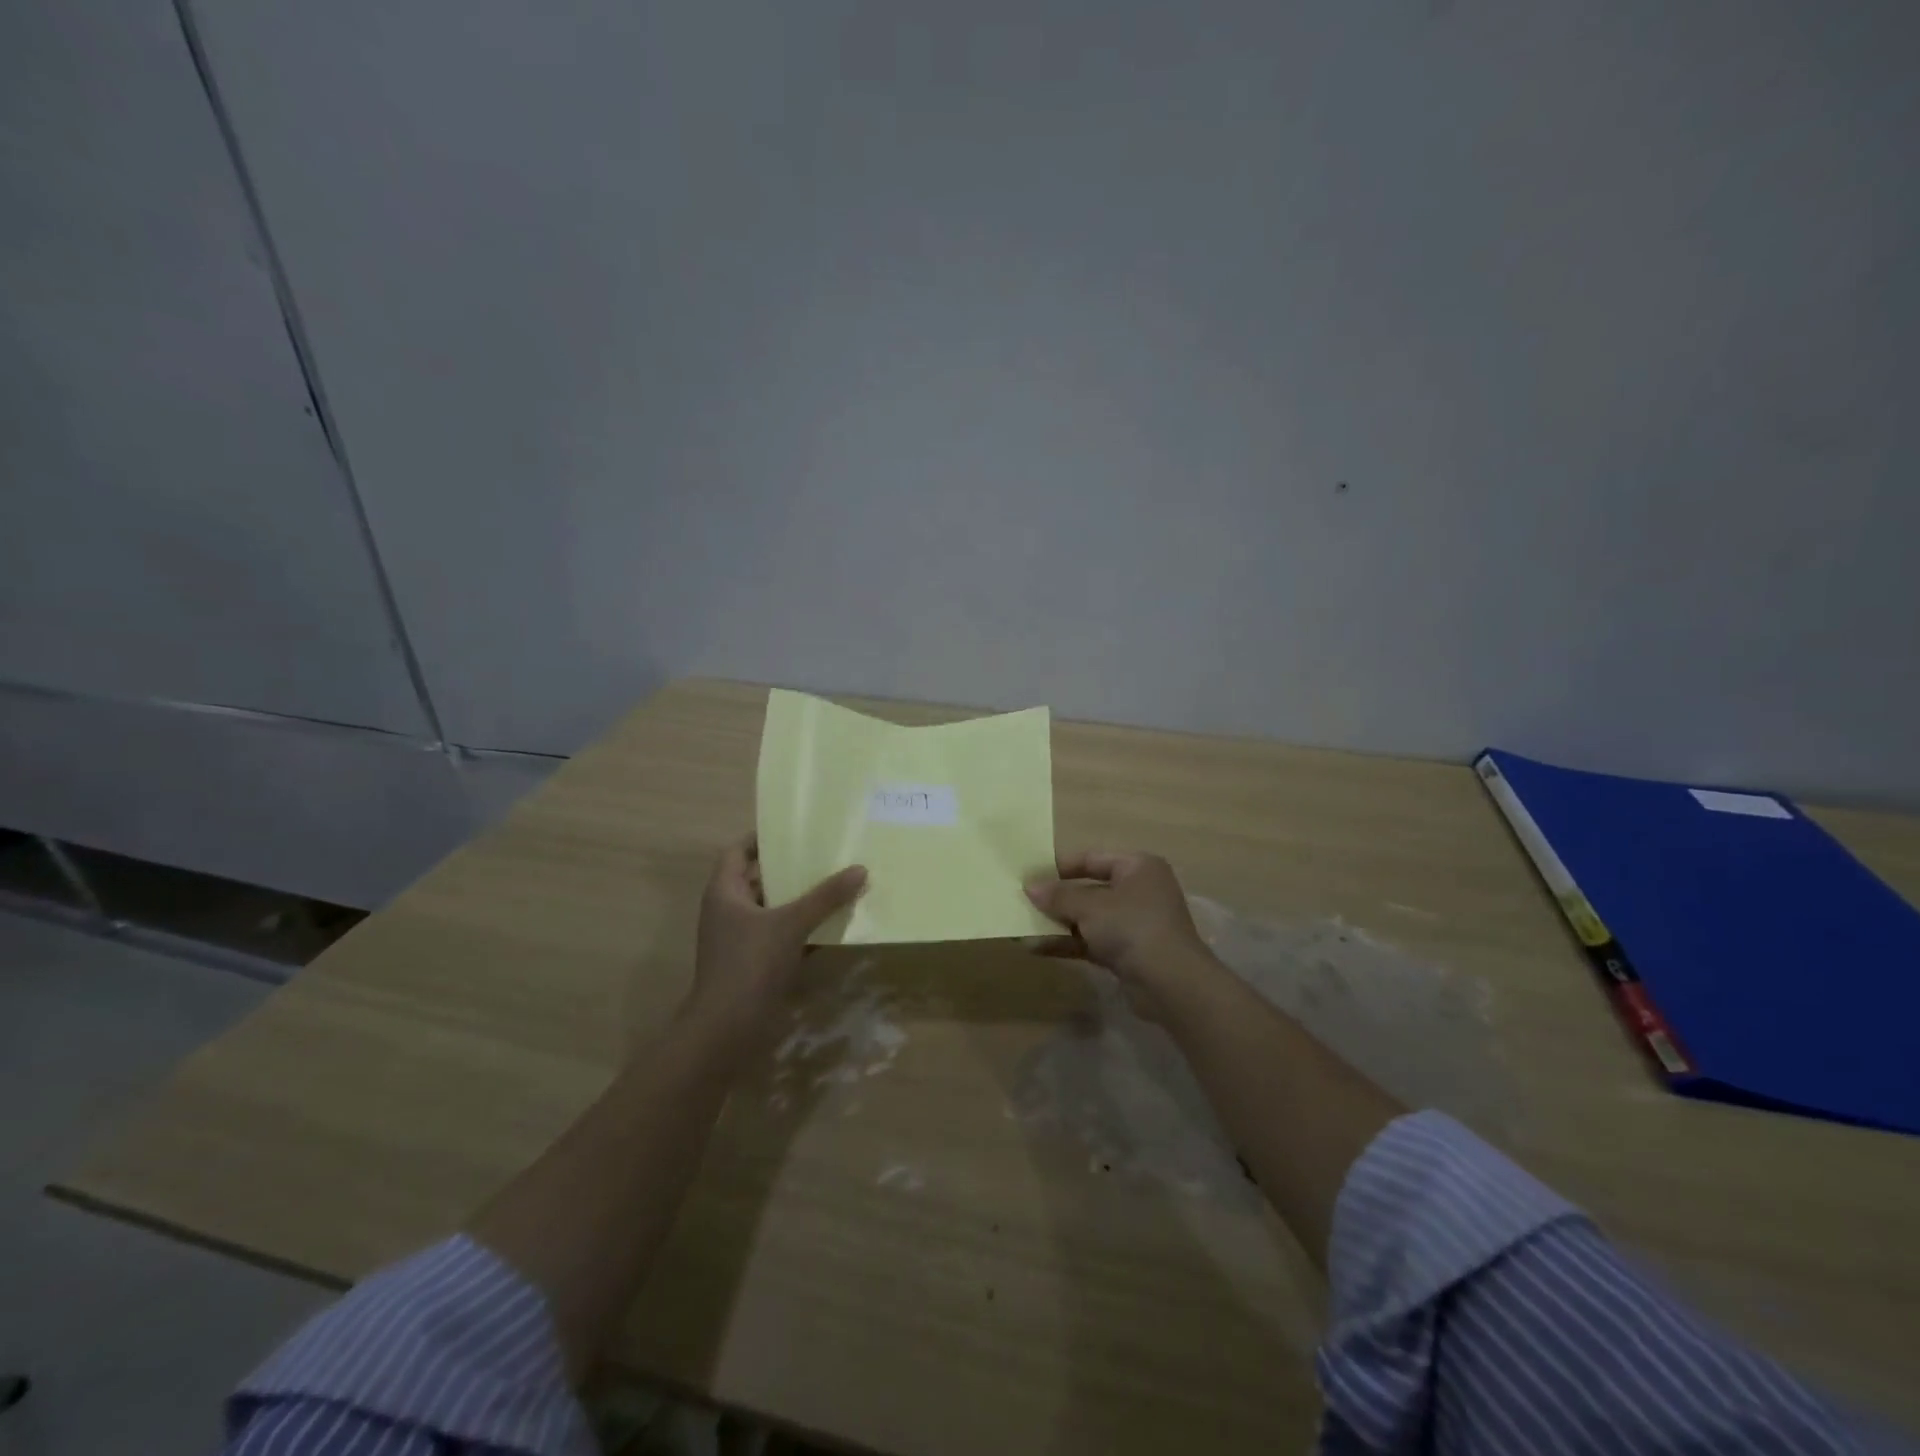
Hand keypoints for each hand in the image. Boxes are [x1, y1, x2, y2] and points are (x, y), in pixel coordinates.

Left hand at [682, 833, 866, 1052]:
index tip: (794, 828)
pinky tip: (833, 925)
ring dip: (800, 899)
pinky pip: (781, 934)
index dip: (762, 837)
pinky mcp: (754, 962)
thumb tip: (860, 869)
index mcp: (724, 892)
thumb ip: (825, 897)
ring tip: (836, 883)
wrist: (727, 1029)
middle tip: (825, 853)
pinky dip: (803, 928)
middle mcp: (729, 910)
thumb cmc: (750, 964)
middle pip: (760, 878)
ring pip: (774, 908)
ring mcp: (740, 938)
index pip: (738, 851)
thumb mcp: (791, 924)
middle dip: (791, 868)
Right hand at [1026, 850, 1224, 1022]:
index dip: (1060, 866)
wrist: (1170, 983)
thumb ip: (1058, 895)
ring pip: (1088, 918)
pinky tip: (1035, 947)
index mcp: (1137, 867)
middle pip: (1089, 889)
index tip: (1030, 874)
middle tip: (1022, 900)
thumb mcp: (1090, 906)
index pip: (1092, 858)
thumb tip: (1029, 887)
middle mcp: (1138, 891)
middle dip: (1056, 898)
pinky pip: (1090, 941)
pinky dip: (1067, 943)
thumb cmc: (1132, 927)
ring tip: (1021, 925)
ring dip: (1057, 923)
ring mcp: (1133, 923)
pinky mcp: (1127, 952)